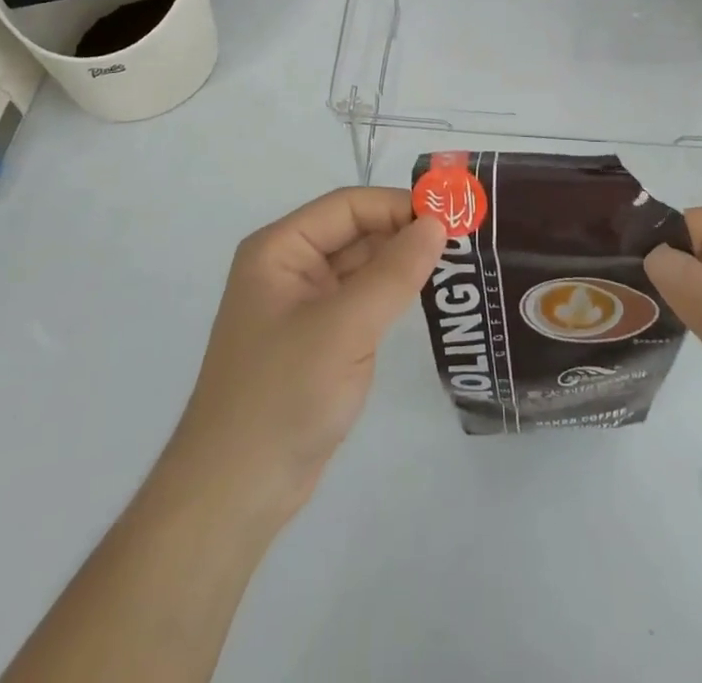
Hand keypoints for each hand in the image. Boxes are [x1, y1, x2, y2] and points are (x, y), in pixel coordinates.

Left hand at [165, 187, 446, 522]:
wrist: (236, 494)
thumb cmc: (282, 395)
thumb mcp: (344, 328)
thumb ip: (393, 273)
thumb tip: (438, 223)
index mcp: (280, 249)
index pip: (348, 206)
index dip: (398, 206)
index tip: (452, 218)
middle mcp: (289, 267)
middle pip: (355, 232)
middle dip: (405, 233)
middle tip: (465, 241)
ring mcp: (303, 305)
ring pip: (361, 266)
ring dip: (402, 264)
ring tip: (457, 264)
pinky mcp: (318, 340)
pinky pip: (361, 300)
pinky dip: (392, 295)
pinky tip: (428, 297)